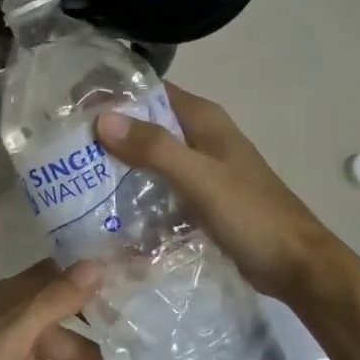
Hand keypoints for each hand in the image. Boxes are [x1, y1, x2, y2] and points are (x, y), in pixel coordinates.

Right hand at [96, 83, 345, 303]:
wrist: (297, 267)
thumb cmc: (252, 216)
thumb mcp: (200, 178)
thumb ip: (154, 148)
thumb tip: (102, 119)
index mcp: (204, 120)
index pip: (150, 91)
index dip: (113, 94)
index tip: (72, 106)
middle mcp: (200, 137)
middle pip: (145, 124)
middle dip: (108, 131)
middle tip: (63, 145)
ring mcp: (200, 169)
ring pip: (149, 155)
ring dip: (118, 162)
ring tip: (75, 173)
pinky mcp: (198, 198)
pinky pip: (157, 184)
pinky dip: (134, 188)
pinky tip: (107, 204)